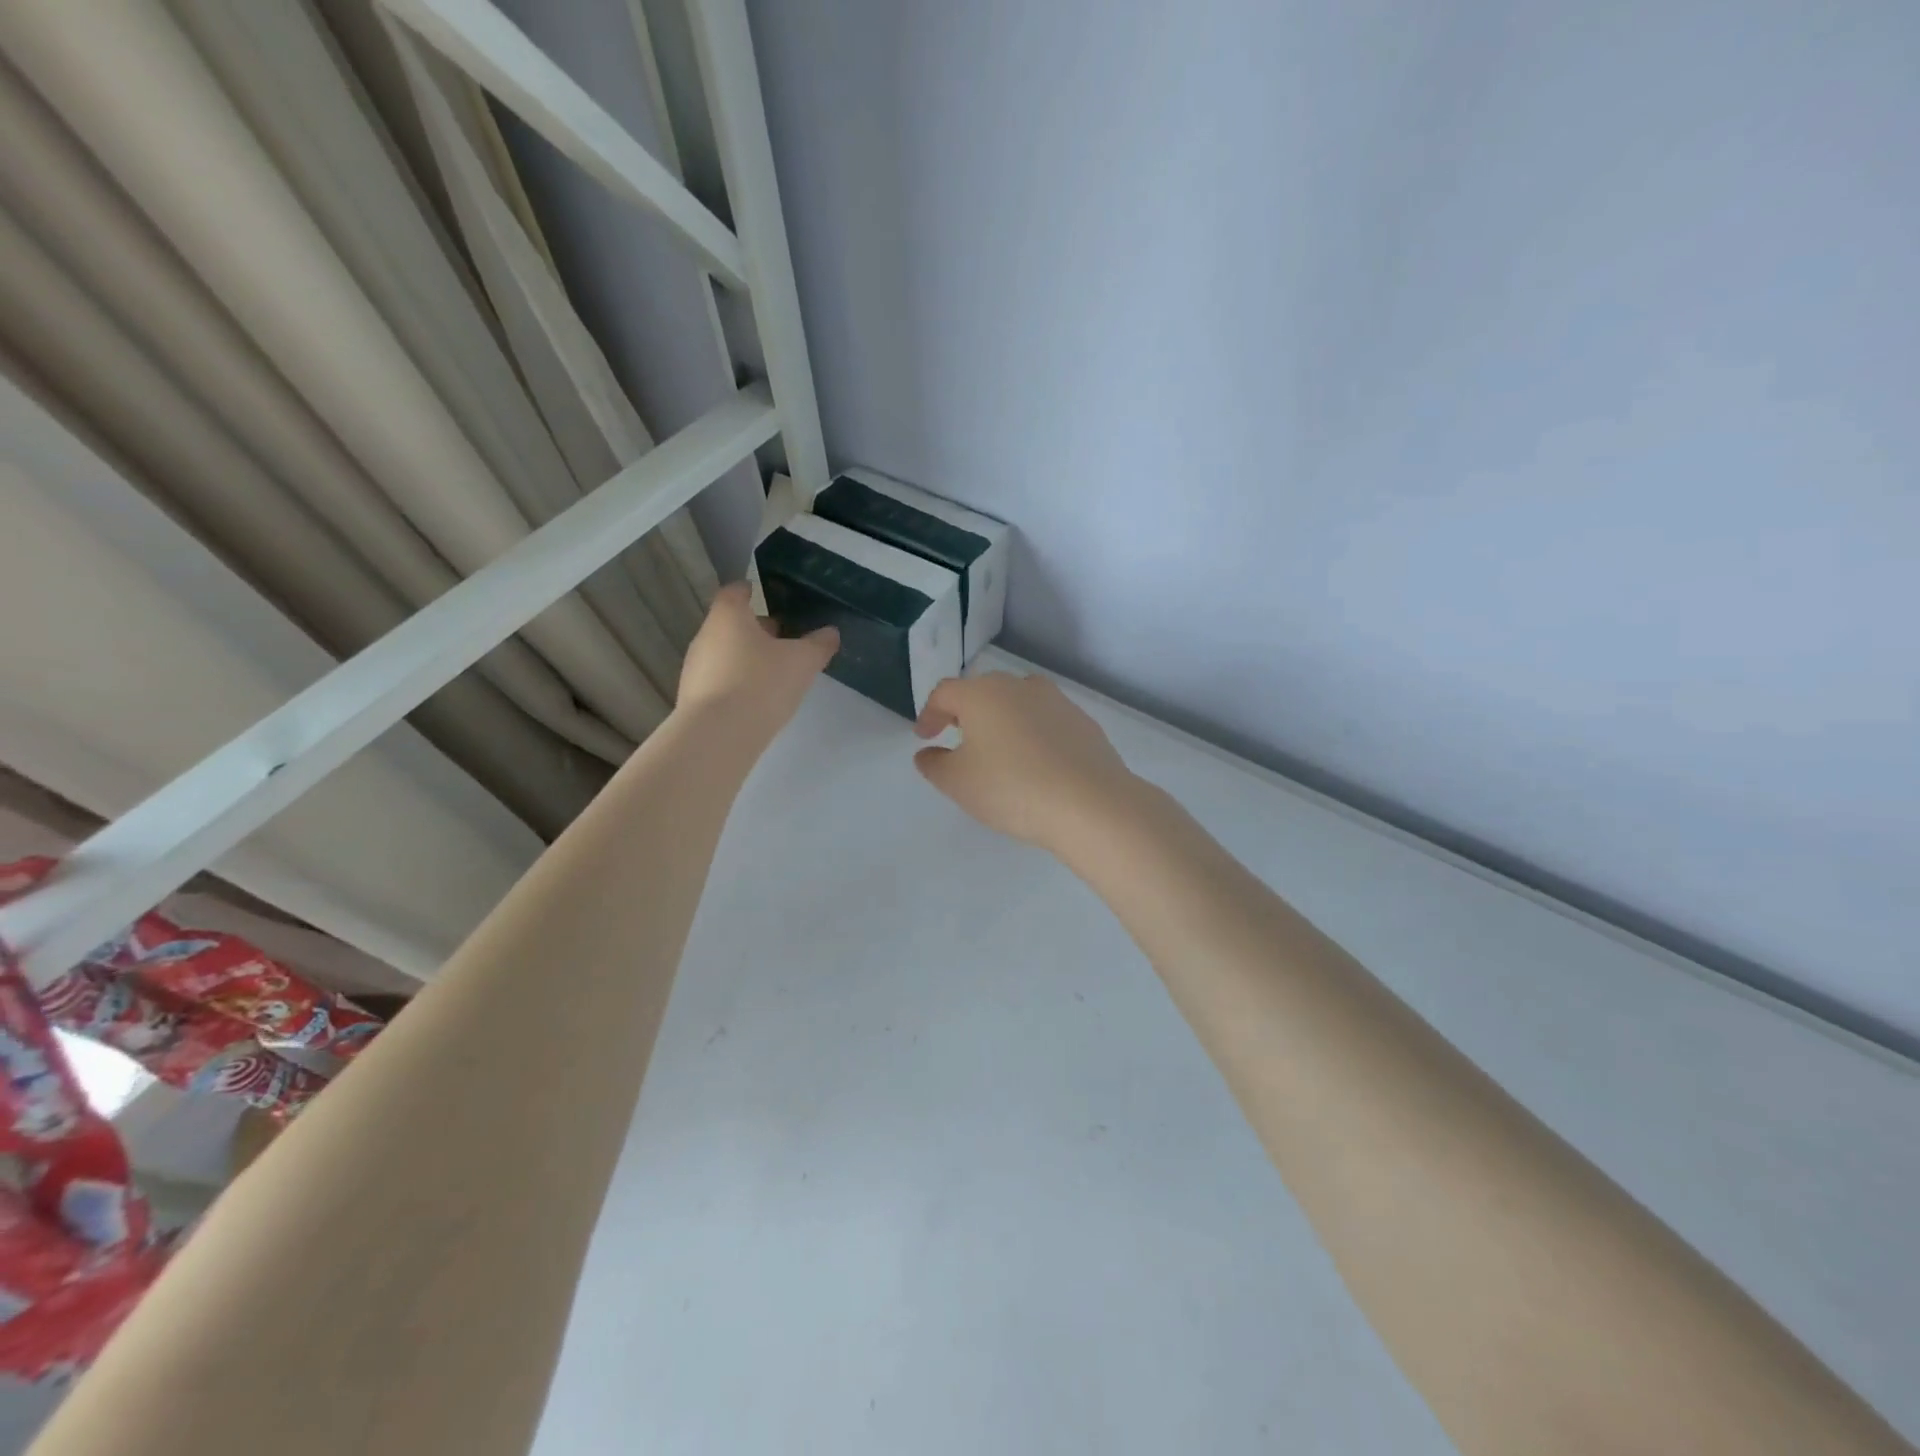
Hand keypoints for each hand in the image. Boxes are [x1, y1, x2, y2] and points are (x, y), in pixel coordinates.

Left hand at [676, 583, 838, 742]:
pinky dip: (736, 683)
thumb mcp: (803, 662)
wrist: (718, 735)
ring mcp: (695, 668)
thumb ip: (819, 644)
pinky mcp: (693, 698)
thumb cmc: (761, 684)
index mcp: (729, 616)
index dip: (750, 591)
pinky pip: (719, 680)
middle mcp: (706, 636)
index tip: (764, 595)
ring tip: (775, 675)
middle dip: (756, 630)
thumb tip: (830, 632)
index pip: (735, 591)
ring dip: (747, 659)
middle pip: (731, 624)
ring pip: (725, 653)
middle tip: (783, 641)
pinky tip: (756, 701)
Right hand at [913, 672, 1141, 852]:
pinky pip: (1047, 722)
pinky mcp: (1083, 723)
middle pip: (983, 691)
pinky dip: (1033, 735)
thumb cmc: (1011, 788)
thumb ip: (934, 765)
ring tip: (999, 750)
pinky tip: (1036, 764)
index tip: (925, 737)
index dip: (929, 714)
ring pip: (1019, 703)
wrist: (1090, 803)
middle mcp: (1019, 687)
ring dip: (1003, 720)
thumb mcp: (958, 783)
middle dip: (966, 712)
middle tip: (958, 738)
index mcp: (982, 694)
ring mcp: (1057, 701)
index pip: (945, 693)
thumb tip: (928, 753)